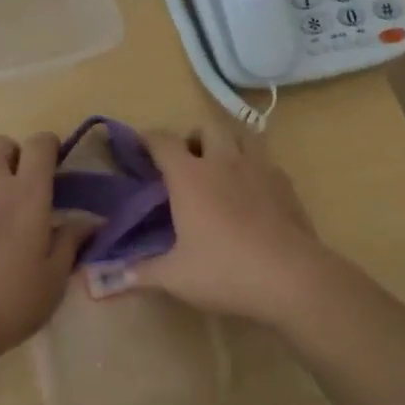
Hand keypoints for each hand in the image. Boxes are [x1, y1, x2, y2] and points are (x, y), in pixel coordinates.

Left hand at [0, 132, 81, 366]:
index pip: (39, 144)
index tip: (52, 166)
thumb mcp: (53, 280)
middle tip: (17, 185)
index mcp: (28, 193)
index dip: (48, 147)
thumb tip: (91, 222)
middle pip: (0, 143)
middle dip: (11, 155)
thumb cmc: (8, 301)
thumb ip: (70, 243)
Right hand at [102, 123, 335, 327]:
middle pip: (206, 128)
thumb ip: (142, 272)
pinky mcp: (285, 183)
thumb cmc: (225, 271)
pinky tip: (252, 192)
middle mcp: (222, 161)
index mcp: (190, 176)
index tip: (139, 144)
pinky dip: (253, 167)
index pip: (163, 142)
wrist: (292, 277)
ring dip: (227, 143)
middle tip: (187, 162)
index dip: (148, 139)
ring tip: (221, 168)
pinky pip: (264, 161)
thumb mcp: (177, 277)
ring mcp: (258, 168)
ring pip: (240, 136)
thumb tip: (111, 277)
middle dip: (193, 138)